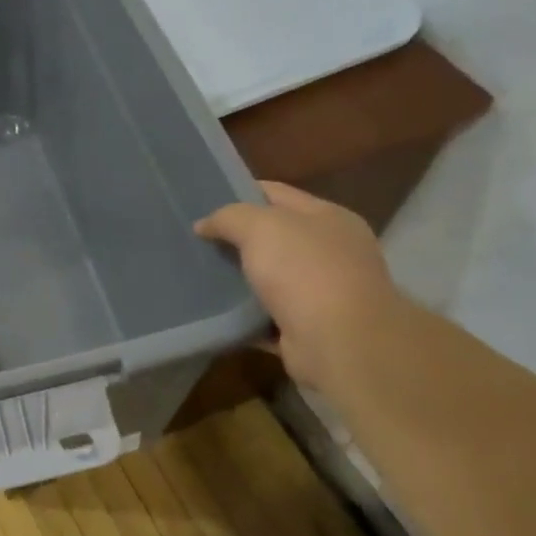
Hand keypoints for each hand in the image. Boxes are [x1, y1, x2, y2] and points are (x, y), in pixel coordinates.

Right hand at [195, 181, 408, 393]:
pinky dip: (243, 316)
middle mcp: (330, 252)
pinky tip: (214, 312)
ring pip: (268, 279)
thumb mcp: (261, 227)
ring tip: (197, 277)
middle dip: (236, 239)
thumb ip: (229, 218)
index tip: (202, 203)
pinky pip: (265, 316)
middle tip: (195, 242)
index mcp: (328, 218)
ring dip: (237, 280)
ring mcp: (321, 292)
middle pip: (273, 238)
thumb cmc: (305, 271)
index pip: (277, 194)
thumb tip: (204, 225)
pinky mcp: (306, 328)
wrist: (340, 342)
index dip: (239, 193)